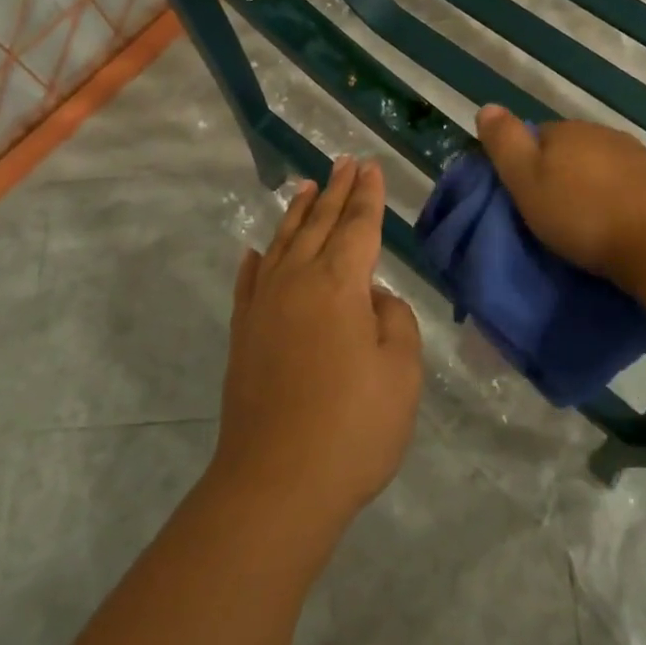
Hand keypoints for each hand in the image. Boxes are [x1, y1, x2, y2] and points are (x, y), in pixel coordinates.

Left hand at [212, 156, 423, 533]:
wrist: (277, 482)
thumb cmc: (354, 427)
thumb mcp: (401, 371)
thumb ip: (394, 321)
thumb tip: (372, 299)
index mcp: (340, 284)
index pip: (358, 226)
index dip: (368, 196)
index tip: (370, 167)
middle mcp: (297, 281)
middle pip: (320, 224)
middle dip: (336, 191)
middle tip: (344, 161)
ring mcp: (264, 306)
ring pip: (282, 243)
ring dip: (297, 213)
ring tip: (308, 186)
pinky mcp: (244, 334)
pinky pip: (249, 282)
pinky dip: (255, 260)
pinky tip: (255, 250)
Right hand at [475, 105, 645, 290]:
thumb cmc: (584, 214)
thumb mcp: (527, 182)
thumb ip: (505, 144)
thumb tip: (487, 107)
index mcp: (567, 131)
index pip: (536, 136)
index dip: (525, 163)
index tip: (521, 195)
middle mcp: (603, 134)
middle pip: (570, 150)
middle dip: (559, 174)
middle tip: (550, 214)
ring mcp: (637, 158)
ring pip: (601, 167)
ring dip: (590, 188)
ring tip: (583, 224)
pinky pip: (627, 187)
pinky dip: (617, 201)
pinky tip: (616, 225)